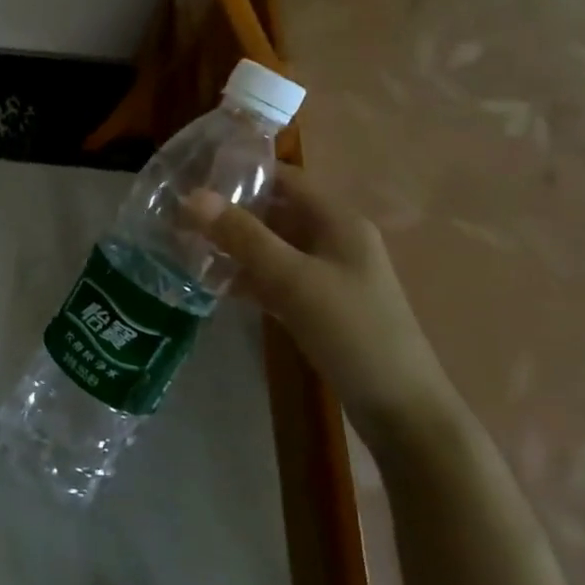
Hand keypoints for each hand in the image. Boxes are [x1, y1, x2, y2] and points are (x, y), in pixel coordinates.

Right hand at [187, 165, 459, 452]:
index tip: (195, 174)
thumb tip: (192, 196)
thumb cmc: (353, 332)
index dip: (242, 171)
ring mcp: (329, 274)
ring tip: (187, 244)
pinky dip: (249, 276)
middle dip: (231, 211)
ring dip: (236, 245)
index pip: (285, 178)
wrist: (404, 413)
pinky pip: (277, 277)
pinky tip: (214, 283)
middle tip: (181, 213)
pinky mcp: (321, 305)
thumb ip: (243, 236)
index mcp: (338, 220)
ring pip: (273, 246)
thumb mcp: (293, 280)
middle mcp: (335, 239)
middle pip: (276, 211)